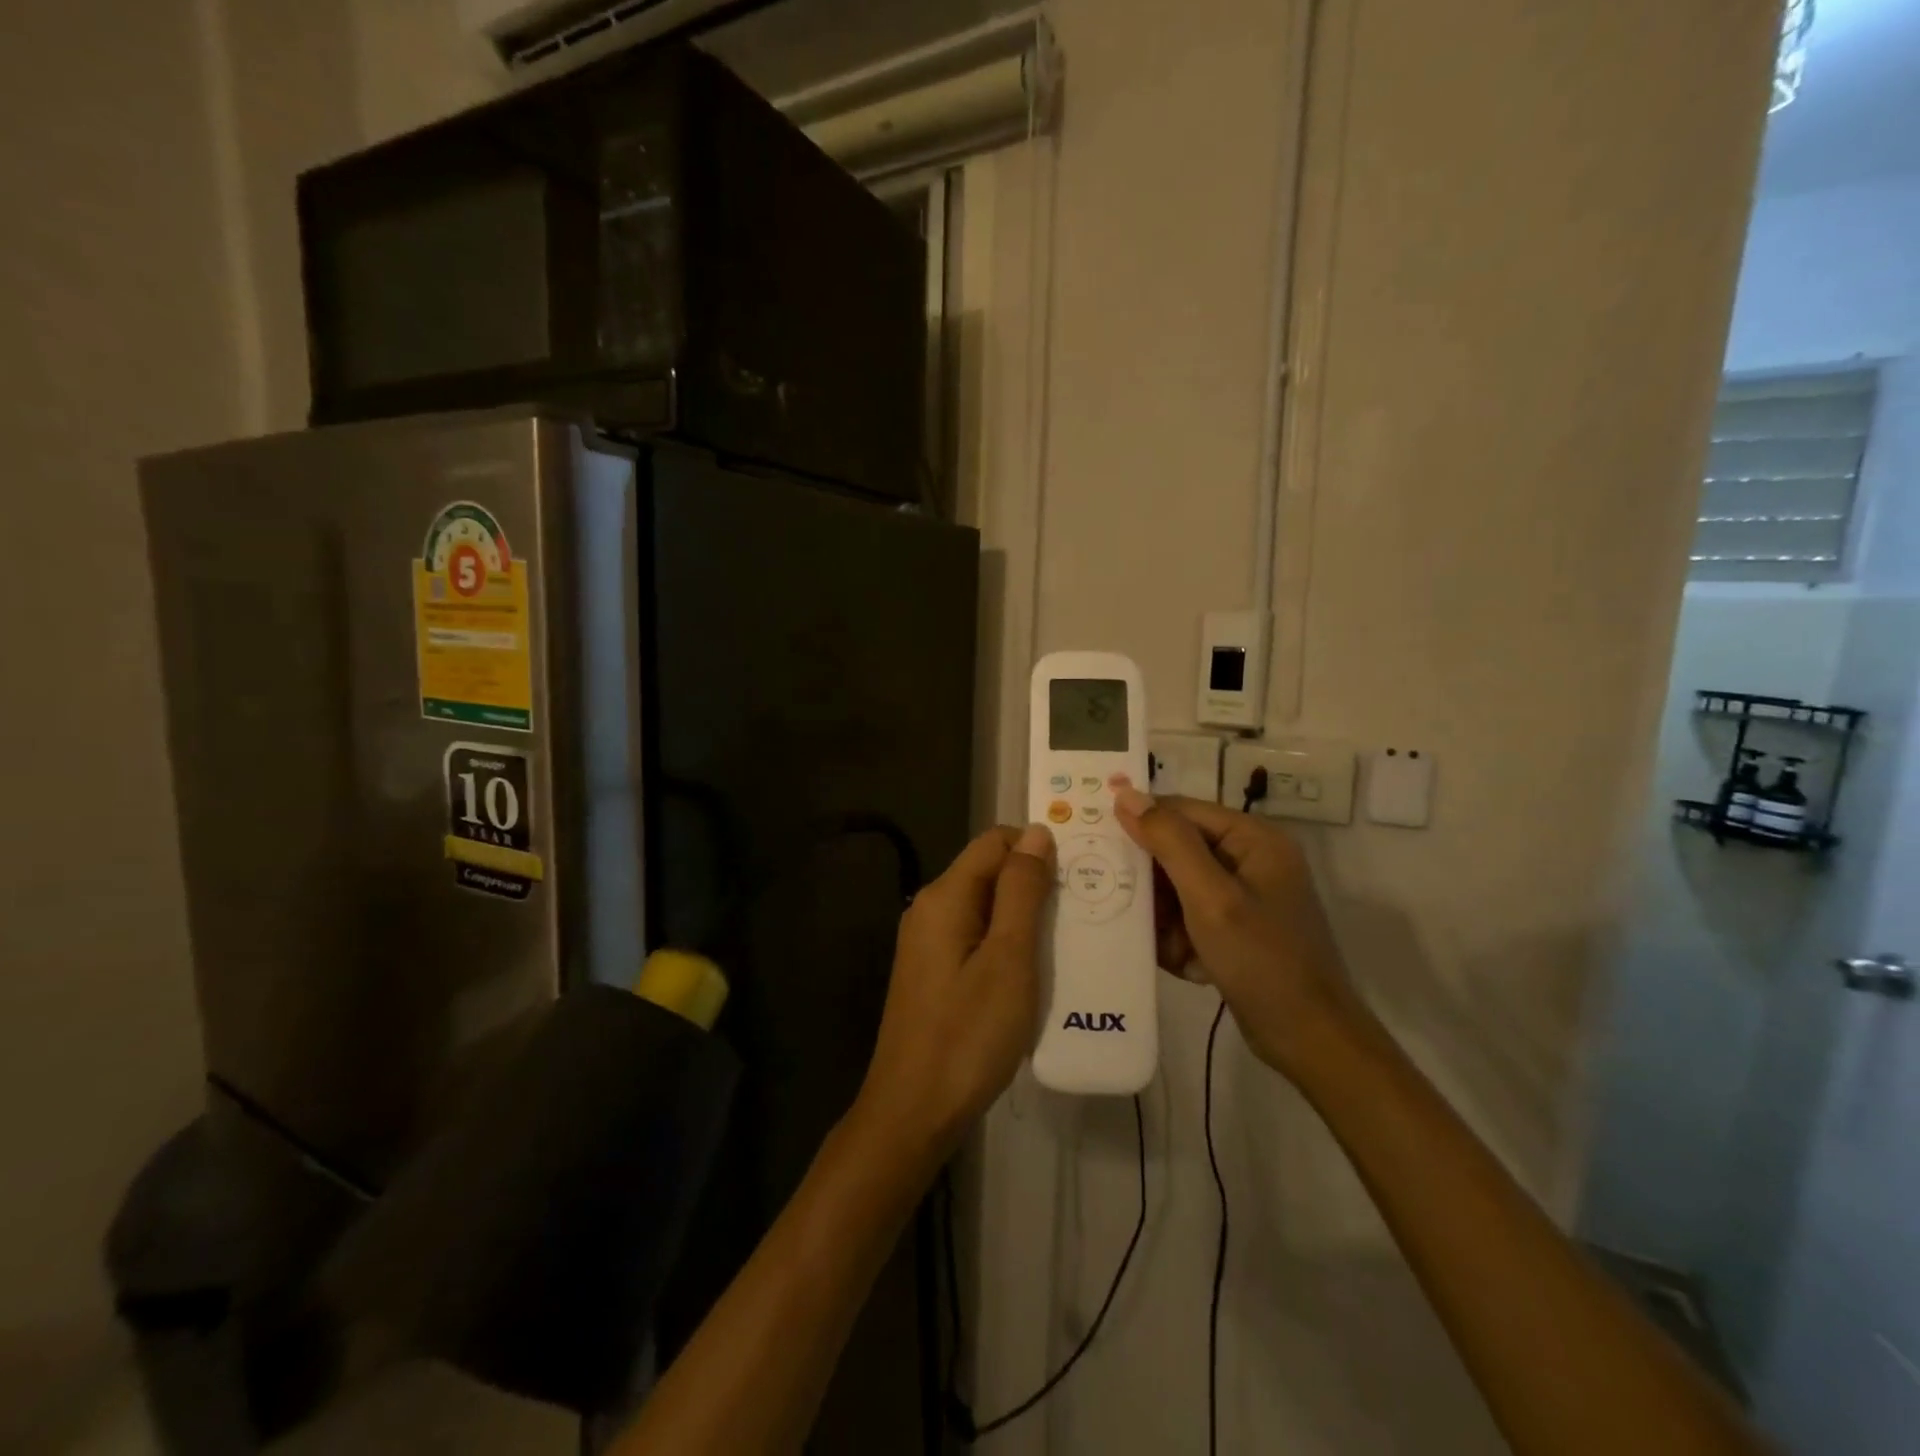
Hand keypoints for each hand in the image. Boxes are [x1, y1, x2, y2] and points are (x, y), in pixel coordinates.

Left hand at [854, 825, 1055, 1157]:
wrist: (914, 1111)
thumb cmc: (968, 1035)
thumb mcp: (1008, 959)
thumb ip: (1022, 891)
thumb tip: (1037, 832)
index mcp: (944, 897)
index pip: (994, 841)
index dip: (1036, 846)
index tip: (1081, 869)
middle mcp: (930, 909)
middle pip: (988, 872)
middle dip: (1035, 882)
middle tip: (1085, 908)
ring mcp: (928, 943)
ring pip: (986, 907)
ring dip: (1026, 915)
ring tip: (1070, 937)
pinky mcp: (934, 972)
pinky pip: (977, 937)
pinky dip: (1008, 942)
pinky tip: (1036, 969)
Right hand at [1112, 784, 1367, 1080]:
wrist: (1309, 1040)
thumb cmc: (1261, 960)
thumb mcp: (1210, 897)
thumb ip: (1169, 842)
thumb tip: (1127, 793)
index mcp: (1253, 839)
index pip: (1181, 811)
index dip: (1139, 823)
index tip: (1097, 843)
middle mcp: (1250, 859)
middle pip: (1178, 851)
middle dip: (1152, 884)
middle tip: (1121, 902)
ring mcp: (1244, 897)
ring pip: (1178, 889)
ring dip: (1165, 919)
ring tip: (1168, 946)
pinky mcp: (1236, 929)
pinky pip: (1190, 919)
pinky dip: (1180, 940)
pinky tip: (1185, 964)